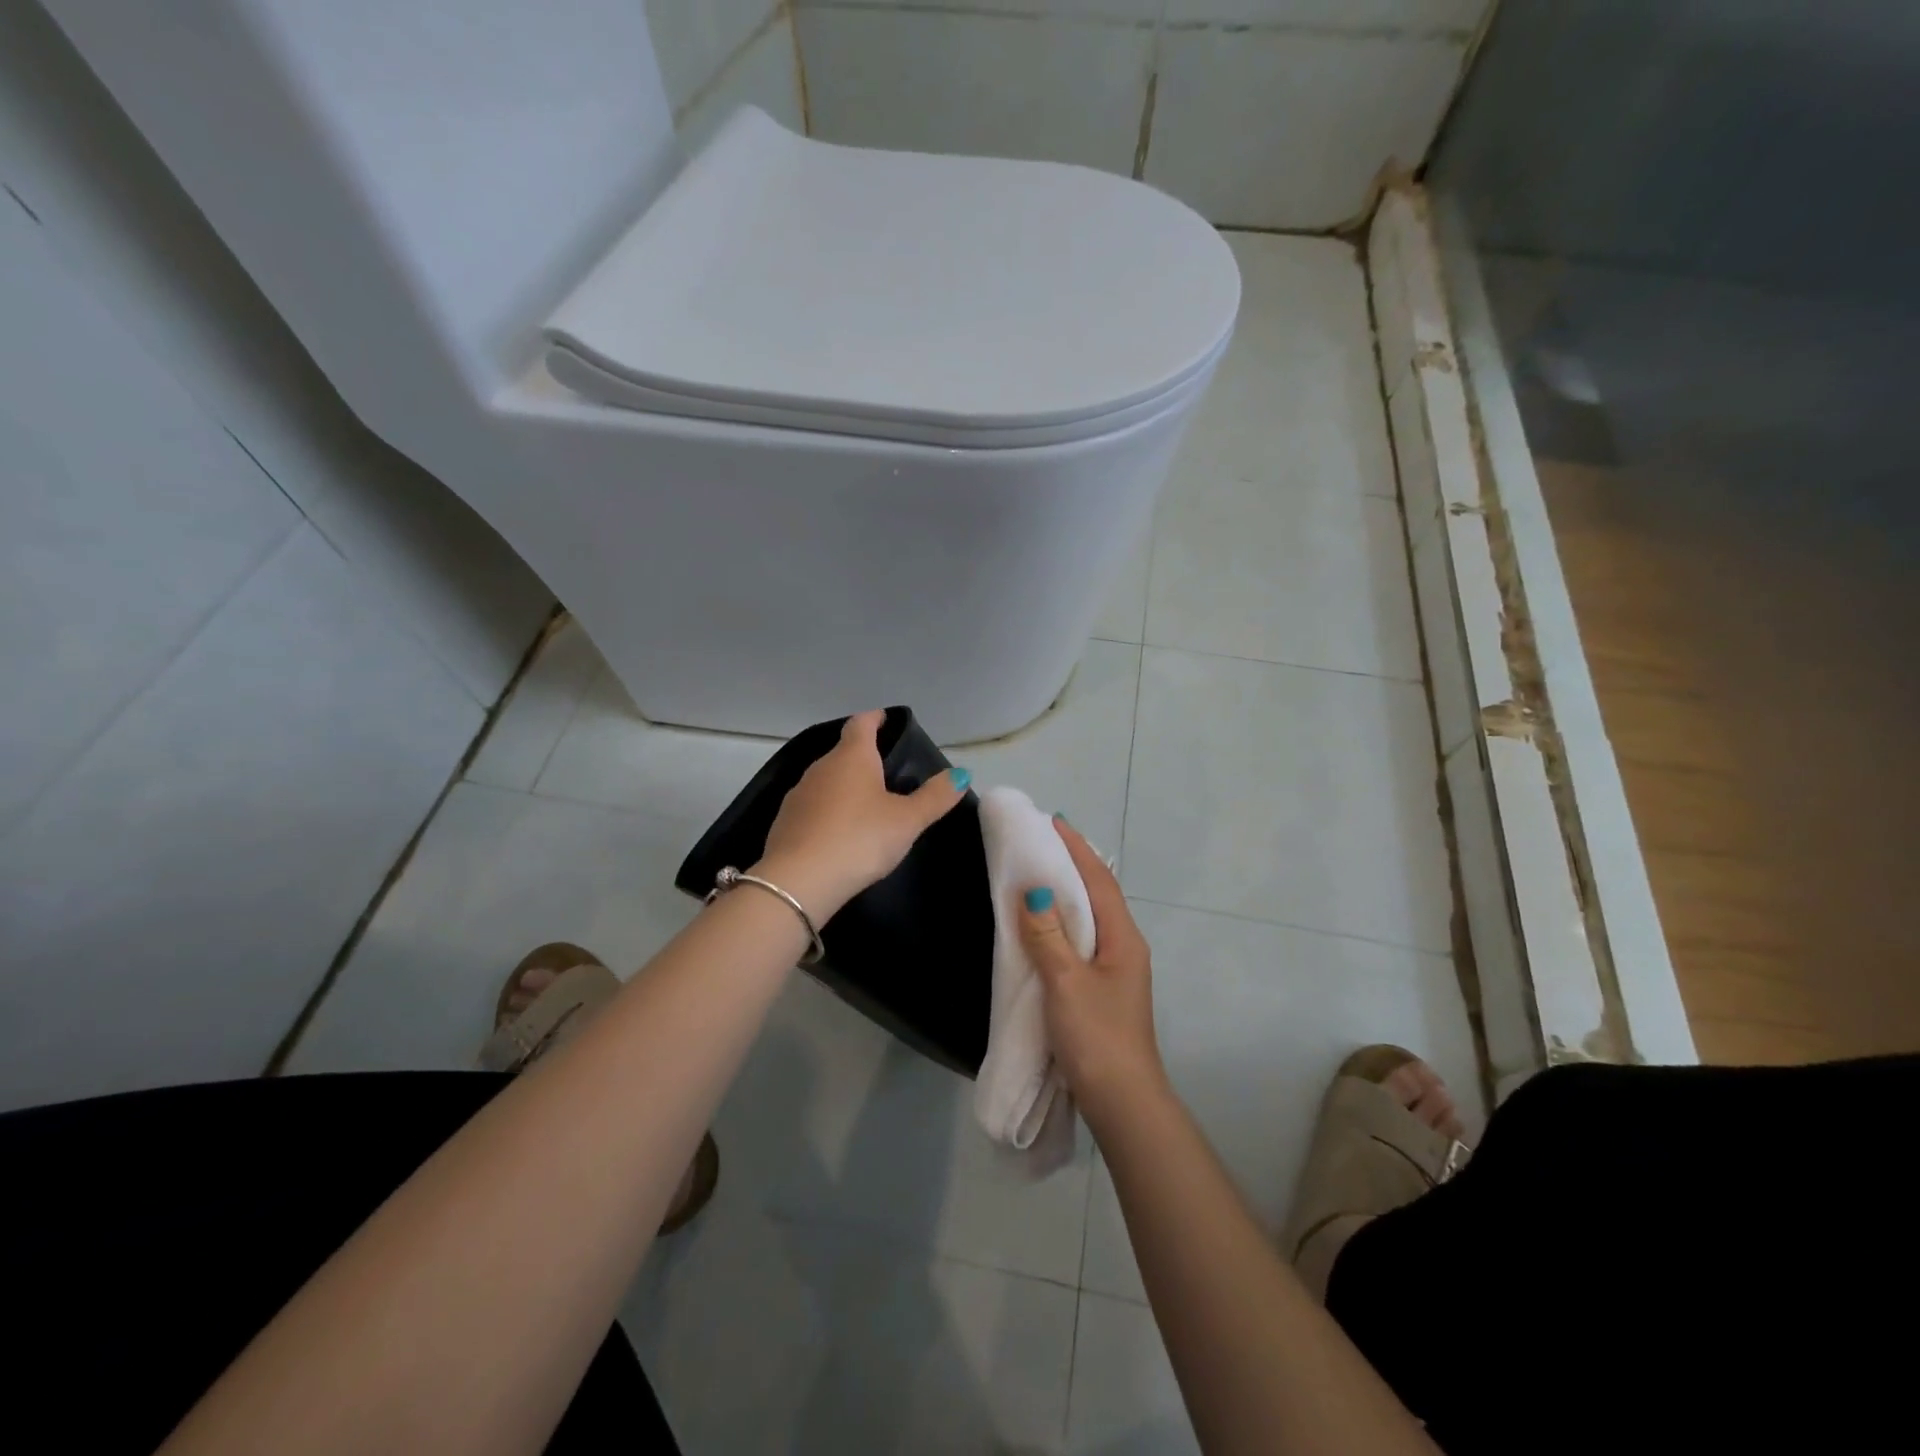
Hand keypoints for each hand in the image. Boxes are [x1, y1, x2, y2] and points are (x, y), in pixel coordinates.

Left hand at [756, 710, 968, 920]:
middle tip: (885, 770)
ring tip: (864, 803)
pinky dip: (827, 811)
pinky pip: (812, 807)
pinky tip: (838, 831)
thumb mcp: (907, 820)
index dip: (874, 718)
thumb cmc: (860, 839)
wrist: (799, 881)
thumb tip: (961, 773)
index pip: (861, 724)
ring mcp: (798, 795)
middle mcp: (821, 768)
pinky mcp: (785, 822)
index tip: (884, 718)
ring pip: (826, 780)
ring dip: (844, 786)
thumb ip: (935, 796)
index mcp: (852, 757)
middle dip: (862, 757)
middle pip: (843, 752)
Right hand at [1018, 819, 1168, 1130]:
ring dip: (1068, 894)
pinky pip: (1082, 941)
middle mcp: (1125, 947)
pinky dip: (1063, 923)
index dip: (1077, 850)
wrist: (1123, 1102)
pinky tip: (1045, 926)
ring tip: (1039, 874)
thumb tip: (1034, 890)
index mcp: (1123, 939)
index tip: (1054, 822)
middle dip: (1073, 865)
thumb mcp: (1066, 983)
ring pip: (1091, 919)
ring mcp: (1117, 970)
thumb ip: (1048, 936)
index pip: (1099, 881)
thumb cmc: (1096, 1037)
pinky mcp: (1103, 990)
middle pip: (1098, 895)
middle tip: (1041, 843)